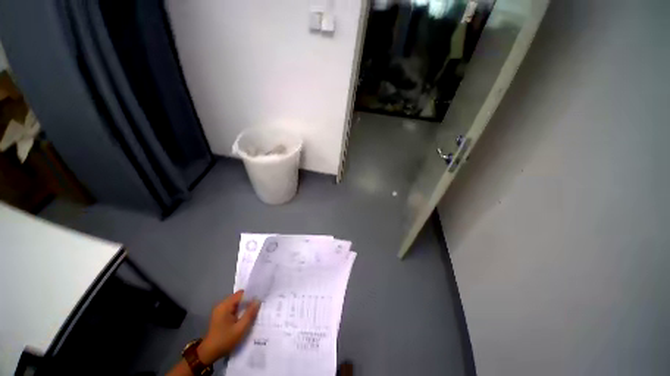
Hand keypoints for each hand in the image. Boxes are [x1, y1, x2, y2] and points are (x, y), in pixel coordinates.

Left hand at [196, 290, 260, 363]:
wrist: (208, 353)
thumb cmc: (224, 340)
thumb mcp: (240, 329)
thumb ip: (250, 313)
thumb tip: (258, 300)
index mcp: (225, 306)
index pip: (241, 294)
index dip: (251, 295)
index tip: (260, 299)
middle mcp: (222, 305)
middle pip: (238, 297)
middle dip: (248, 301)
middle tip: (258, 306)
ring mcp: (220, 310)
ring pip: (236, 303)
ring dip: (244, 306)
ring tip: (253, 311)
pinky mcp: (220, 316)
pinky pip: (232, 308)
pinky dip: (239, 311)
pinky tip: (244, 317)